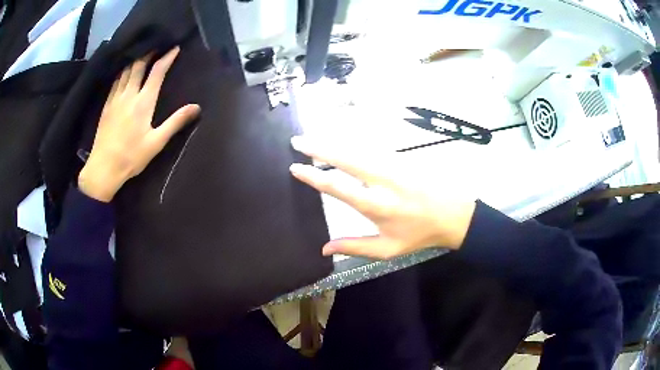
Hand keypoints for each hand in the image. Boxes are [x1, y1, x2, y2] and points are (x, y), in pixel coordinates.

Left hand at [78, 46, 200, 201]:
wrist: (104, 168)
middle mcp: (129, 94)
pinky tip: (124, 72)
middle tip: (156, 47)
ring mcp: (115, 98)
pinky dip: (122, 72)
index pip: (157, 72)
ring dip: (135, 60)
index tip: (174, 48)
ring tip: (141, 55)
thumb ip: (175, 122)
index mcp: (143, 102)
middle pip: (138, 65)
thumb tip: (196, 108)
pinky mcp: (106, 105)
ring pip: (125, 71)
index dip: (167, 58)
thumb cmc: (131, 157)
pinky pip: (115, 81)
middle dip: (149, 53)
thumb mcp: (156, 142)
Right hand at [290, 136, 476, 259]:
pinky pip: (371, 148)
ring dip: (333, 142)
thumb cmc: (419, 234)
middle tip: (298, 142)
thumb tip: (323, 249)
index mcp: (375, 205)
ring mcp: (393, 165)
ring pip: (357, 148)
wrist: (453, 214)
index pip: (336, 186)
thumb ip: (354, 247)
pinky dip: (352, 143)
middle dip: (318, 148)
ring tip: (313, 139)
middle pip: (344, 158)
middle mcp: (381, 180)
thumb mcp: (387, 249)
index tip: (296, 167)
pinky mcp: (402, 158)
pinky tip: (341, 141)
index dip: (313, 176)